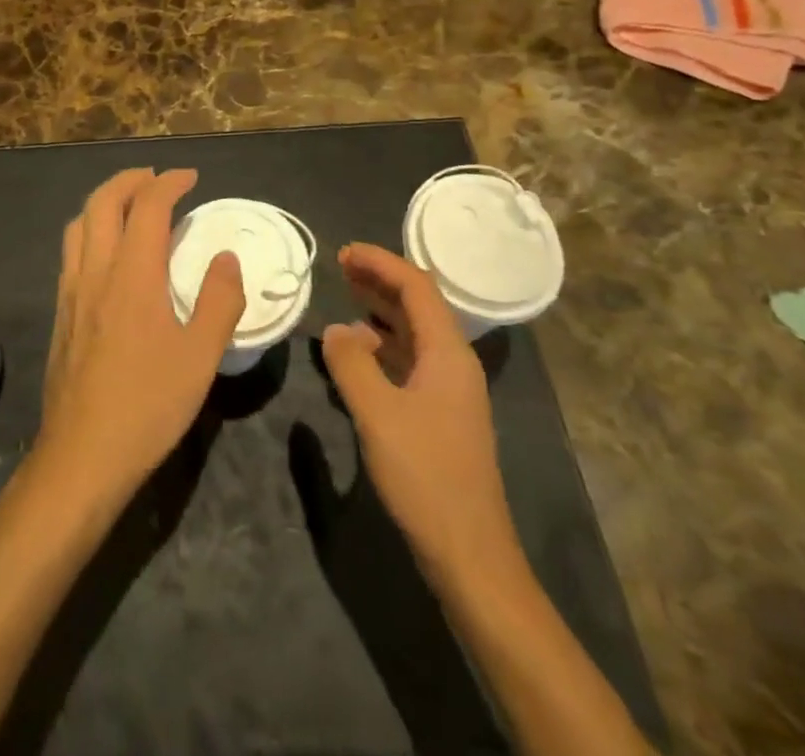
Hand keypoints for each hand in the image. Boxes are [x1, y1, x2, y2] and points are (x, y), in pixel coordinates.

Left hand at [35, 168, 245, 509]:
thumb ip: (220, 300)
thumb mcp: (201, 356)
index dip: (169, 183)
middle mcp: (95, 271)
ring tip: (130, 206)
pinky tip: (108, 254)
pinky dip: (90, 230)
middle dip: (130, 179)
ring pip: (79, 224)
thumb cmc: (148, 404)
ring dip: (105, 201)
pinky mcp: (61, 313)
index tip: (191, 177)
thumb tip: (226, 258)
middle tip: (157, 178)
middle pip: (102, 202)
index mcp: (132, 275)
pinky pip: (71, 251)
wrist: (83, 454)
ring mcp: (71, 291)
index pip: (147, 207)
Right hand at [320, 243, 521, 589]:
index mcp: (448, 352)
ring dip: (381, 309)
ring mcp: (450, 389)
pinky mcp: (440, 413)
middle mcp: (453, 362)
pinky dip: (383, 343)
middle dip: (380, 280)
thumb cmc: (425, 475)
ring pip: (414, 331)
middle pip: (419, 304)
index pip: (416, 287)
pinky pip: (410, 358)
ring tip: (345, 296)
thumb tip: (335, 330)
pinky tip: (358, 350)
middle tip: (340, 267)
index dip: (381, 263)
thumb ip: (352, 363)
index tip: (344, 252)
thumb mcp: (378, 414)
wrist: (468, 551)